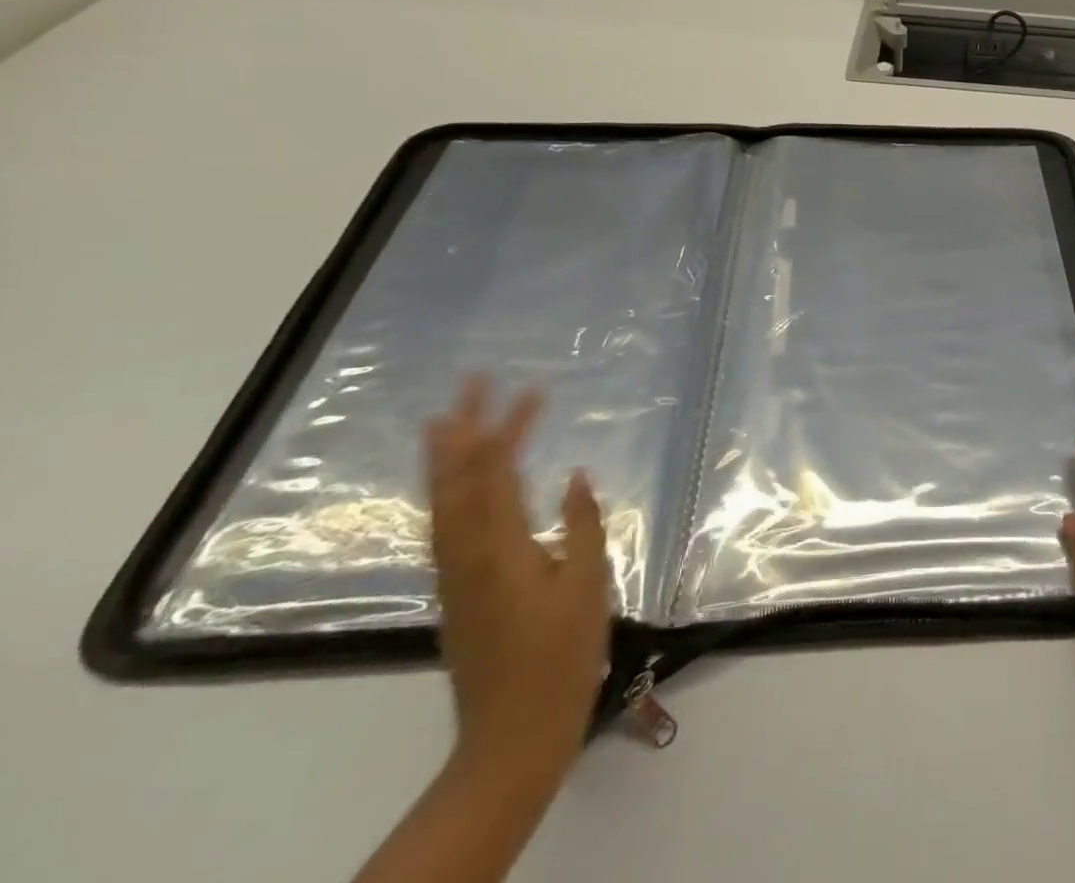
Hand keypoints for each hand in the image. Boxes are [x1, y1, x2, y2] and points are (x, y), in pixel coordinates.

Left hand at [425, 375, 610, 781]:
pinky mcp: (456, 593)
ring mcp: (454, 575)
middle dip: (462, 429)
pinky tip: (453, 486)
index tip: (532, 390)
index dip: (510, 427)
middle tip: (469, 383)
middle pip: (457, 480)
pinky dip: (446, 492)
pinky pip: (444, 526)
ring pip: (442, 503)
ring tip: (445, 420)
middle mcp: (466, 554)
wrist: (512, 736)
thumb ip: (581, 526)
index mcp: (501, 548)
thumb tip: (574, 476)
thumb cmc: (562, 657)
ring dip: (445, 458)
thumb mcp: (588, 586)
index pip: (499, 472)